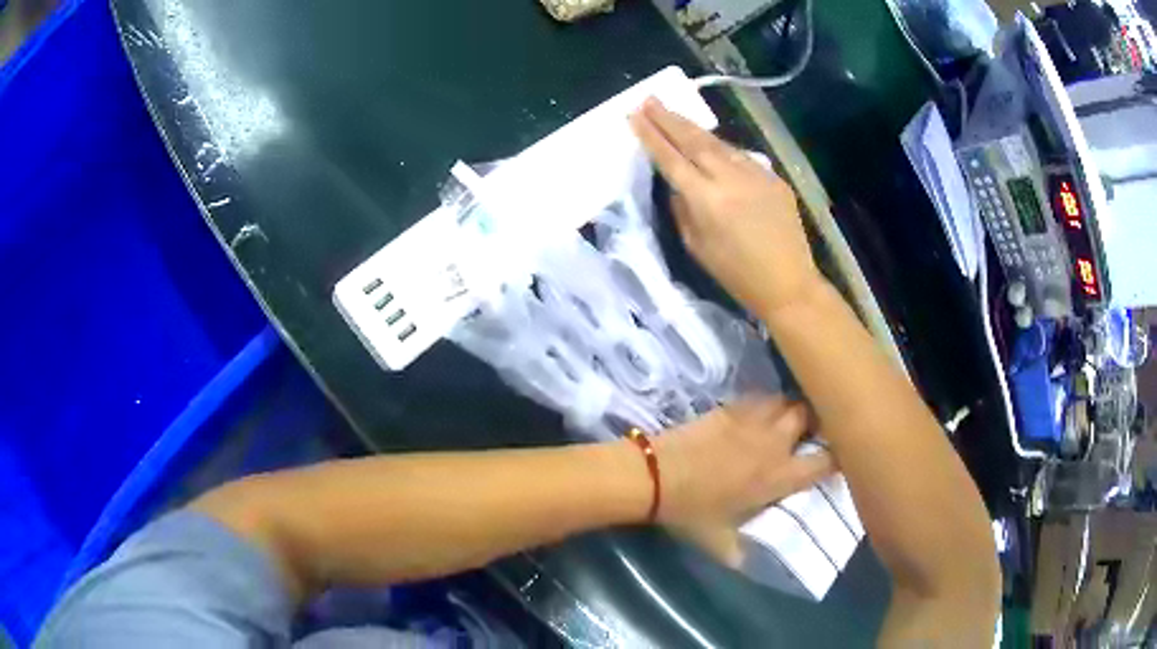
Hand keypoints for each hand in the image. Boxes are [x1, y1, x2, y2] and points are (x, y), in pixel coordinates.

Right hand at [629, 99, 823, 316]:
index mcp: (707, 199)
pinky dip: (721, 148)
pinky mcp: (773, 177)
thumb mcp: (696, 247)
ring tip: (673, 115)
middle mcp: (731, 178)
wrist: (789, 283)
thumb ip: (682, 209)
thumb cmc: (736, 274)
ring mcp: (756, 174)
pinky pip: (741, 156)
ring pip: (719, 143)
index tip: (634, 115)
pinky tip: (711, 144)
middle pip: (694, 140)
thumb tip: (678, 184)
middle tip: (649, 100)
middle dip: (668, 118)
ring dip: (693, 128)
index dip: (651, 136)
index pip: (671, 158)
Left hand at [652, 397, 832, 562]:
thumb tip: (745, 563)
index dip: (837, 457)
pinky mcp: (730, 408)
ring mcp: (752, 421)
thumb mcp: (718, 541)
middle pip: (810, 416)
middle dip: (815, 421)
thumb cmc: (691, 511)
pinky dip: (764, 403)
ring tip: (786, 418)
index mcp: (778, 478)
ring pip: (786, 400)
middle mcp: (774, 444)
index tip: (838, 457)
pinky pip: (758, 398)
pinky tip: (756, 413)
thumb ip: (739, 552)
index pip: (824, 461)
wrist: (656, 476)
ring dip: (790, 408)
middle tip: (811, 430)